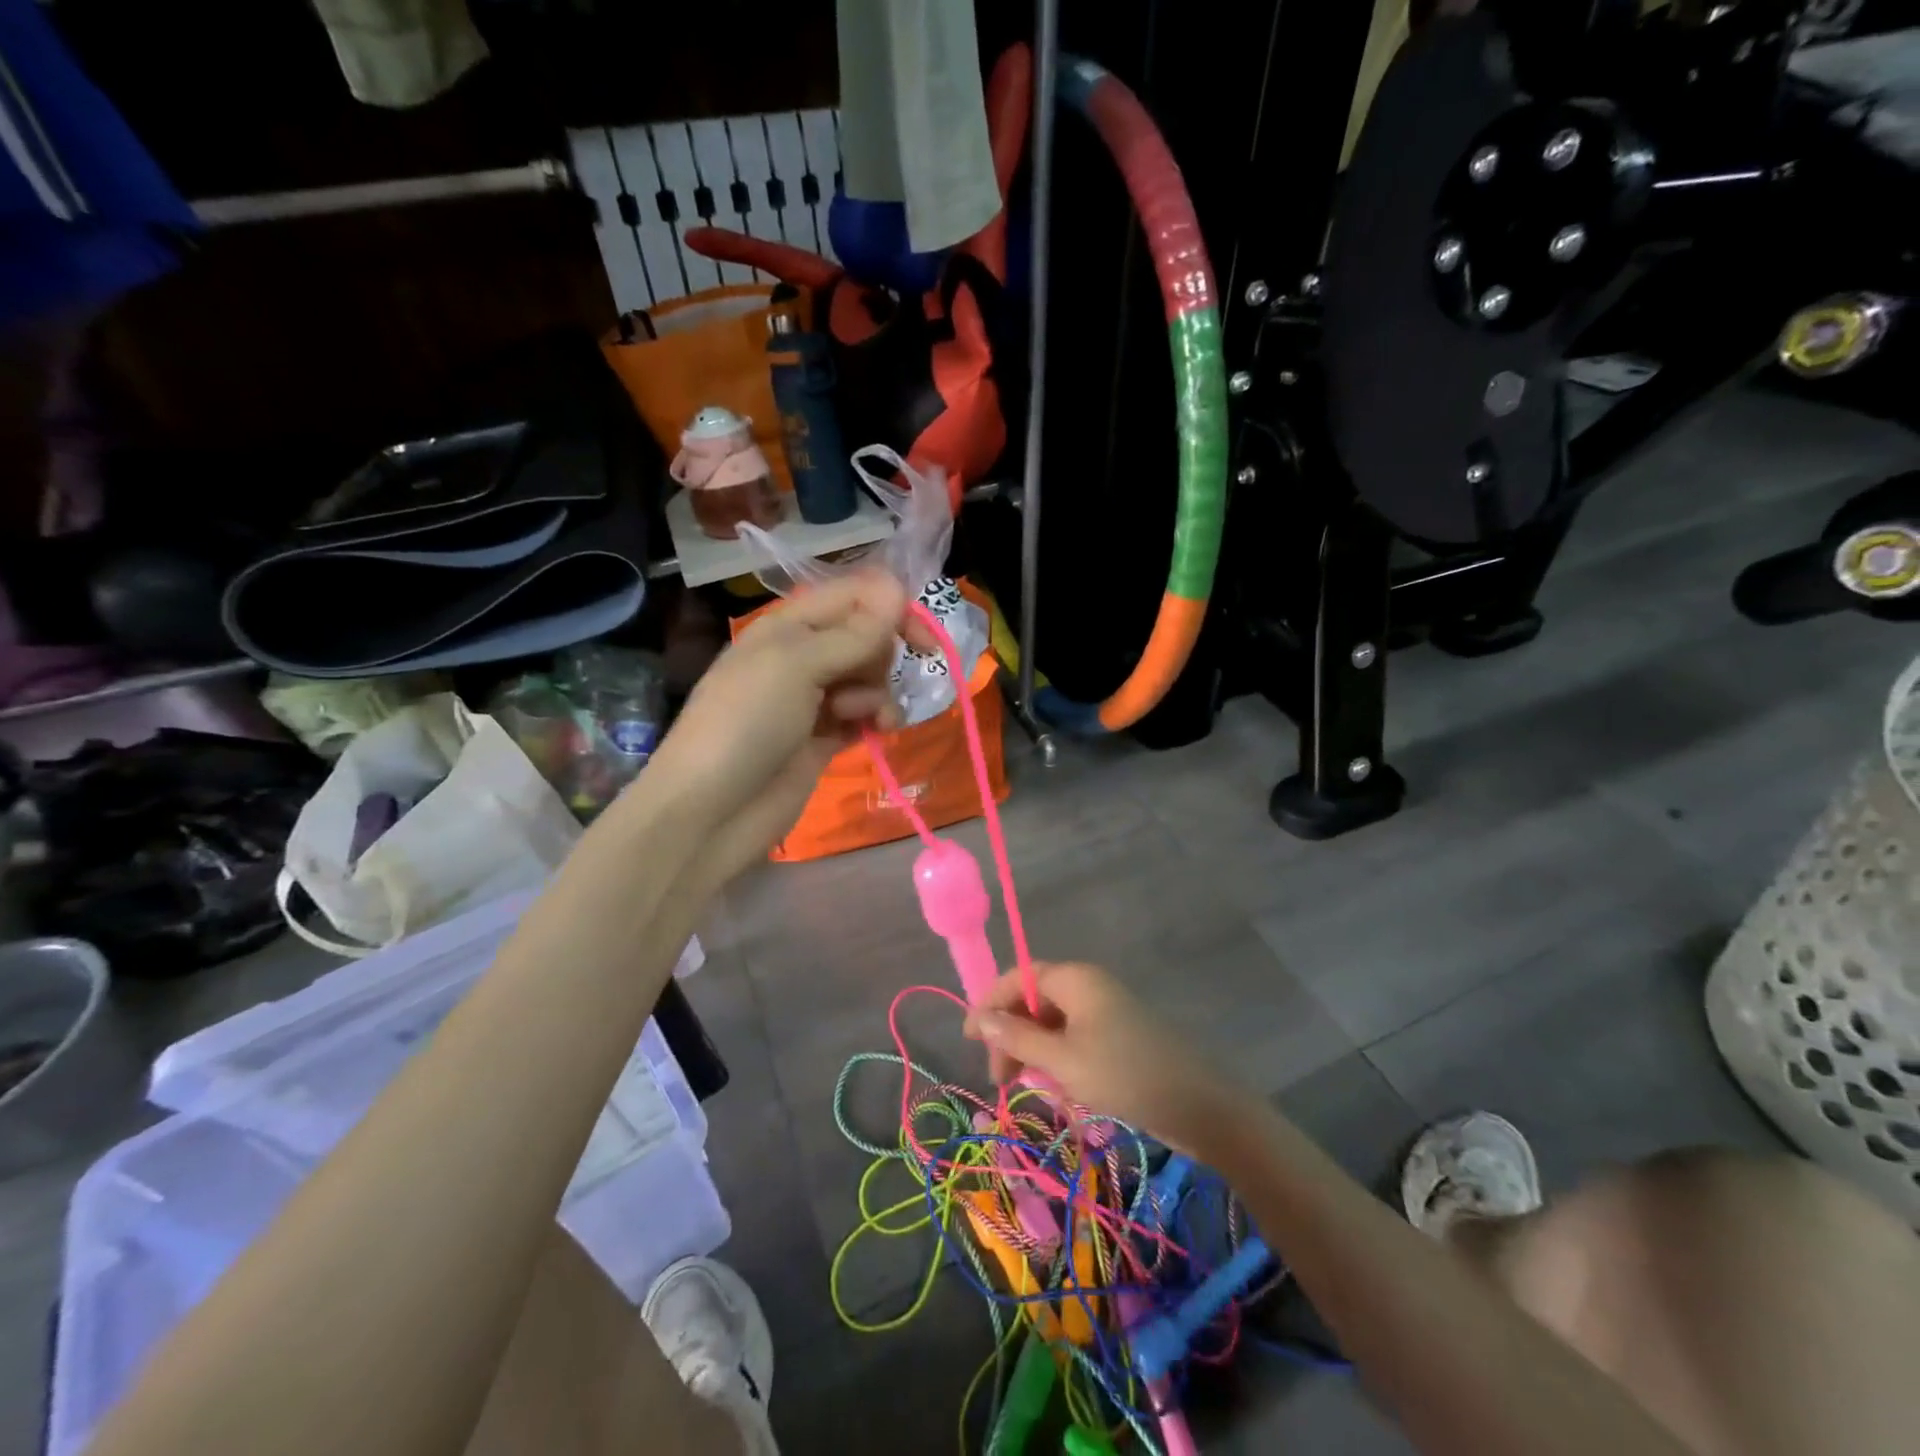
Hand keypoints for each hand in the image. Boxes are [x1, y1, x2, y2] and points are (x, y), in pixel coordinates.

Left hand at [640, 570, 907, 885]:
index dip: (892, 608)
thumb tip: (898, 588)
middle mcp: (804, 655)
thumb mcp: (796, 665)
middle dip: (879, 656)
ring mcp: (815, 699)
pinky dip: (877, 719)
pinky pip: (866, 714)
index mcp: (789, 625)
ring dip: (878, 693)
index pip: (854, 595)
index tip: (921, 639)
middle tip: (862, 682)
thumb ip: (852, 633)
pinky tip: (879, 732)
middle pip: (867, 636)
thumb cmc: (746, 724)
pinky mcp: (826, 738)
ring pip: (871, 677)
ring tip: (863, 718)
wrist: (711, 811)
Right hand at [963, 961, 1247, 1155]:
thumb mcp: (1063, 1060)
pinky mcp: (1119, 1036)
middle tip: (999, 1078)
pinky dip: (1057, 1058)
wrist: (1200, 1106)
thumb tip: (979, 1018)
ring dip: (1032, 1050)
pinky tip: (1056, 1087)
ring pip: (1053, 1022)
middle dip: (1011, 1034)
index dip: (989, 1003)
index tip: (969, 1039)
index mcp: (1075, 978)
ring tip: (1024, 1086)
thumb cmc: (1125, 1075)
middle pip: (1034, 1000)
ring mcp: (1106, 1010)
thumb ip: (1017, 1038)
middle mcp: (1088, 986)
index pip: (1018, 977)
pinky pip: (1074, 1037)